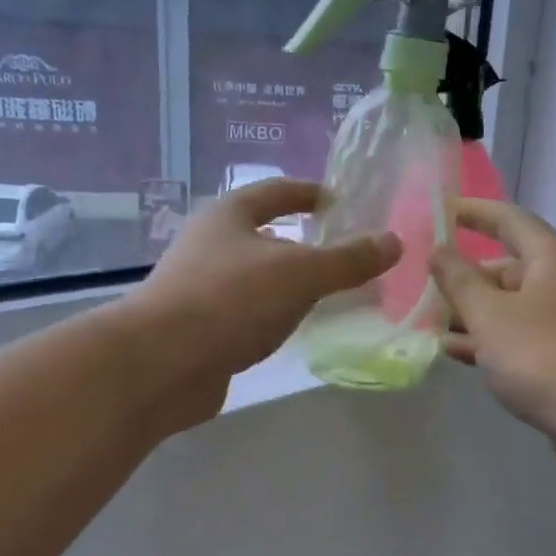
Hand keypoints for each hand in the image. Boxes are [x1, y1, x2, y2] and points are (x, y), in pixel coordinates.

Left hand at [130, 179, 399, 420]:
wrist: (162, 363)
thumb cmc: (231, 300)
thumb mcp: (300, 274)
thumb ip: (348, 260)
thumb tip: (394, 242)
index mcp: (228, 215)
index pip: (275, 191)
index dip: (309, 192)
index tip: (339, 201)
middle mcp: (209, 244)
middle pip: (262, 234)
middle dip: (301, 243)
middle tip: (341, 254)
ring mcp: (199, 287)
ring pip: (254, 277)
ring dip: (286, 282)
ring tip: (325, 294)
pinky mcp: (198, 327)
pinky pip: (245, 312)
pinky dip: (272, 315)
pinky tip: (292, 330)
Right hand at [430, 200, 555, 485]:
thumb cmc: (546, 356)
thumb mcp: (490, 315)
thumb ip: (459, 281)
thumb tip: (439, 251)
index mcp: (551, 259)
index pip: (509, 220)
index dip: (474, 212)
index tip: (440, 211)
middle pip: (507, 269)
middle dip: (465, 277)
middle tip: (422, 287)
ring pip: (510, 309)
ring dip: (472, 314)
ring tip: (427, 324)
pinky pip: (520, 340)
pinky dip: (489, 343)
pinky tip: (457, 355)